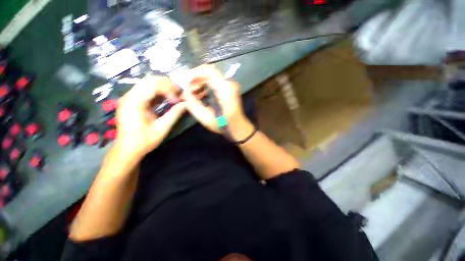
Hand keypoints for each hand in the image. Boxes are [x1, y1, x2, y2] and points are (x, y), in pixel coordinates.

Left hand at [115, 75, 185, 159]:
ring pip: (148, 82)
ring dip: (163, 87)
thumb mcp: (162, 128)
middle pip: (150, 80)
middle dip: (167, 85)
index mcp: (134, 102)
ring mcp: (129, 97)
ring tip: (174, 96)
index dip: (169, 89)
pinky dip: (158, 92)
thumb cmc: (144, 141)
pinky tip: (166, 99)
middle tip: (178, 95)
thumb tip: (186, 104)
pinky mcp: (132, 100)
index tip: (178, 99)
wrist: (127, 149)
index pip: (153, 85)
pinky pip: (146, 90)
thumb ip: (174, 114)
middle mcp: (129, 96)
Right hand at [183, 65, 253, 140]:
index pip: (208, 70)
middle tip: (186, 89)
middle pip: (208, 72)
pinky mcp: (228, 88)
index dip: (194, 73)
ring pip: (210, 76)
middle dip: (195, 78)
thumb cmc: (223, 125)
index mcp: (225, 89)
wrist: (238, 126)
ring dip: (199, 82)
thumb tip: (185, 92)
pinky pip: (214, 81)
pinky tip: (199, 94)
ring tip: (191, 93)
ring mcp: (230, 85)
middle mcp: (229, 83)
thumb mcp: (206, 118)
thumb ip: (193, 104)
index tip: (184, 82)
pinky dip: (204, 85)